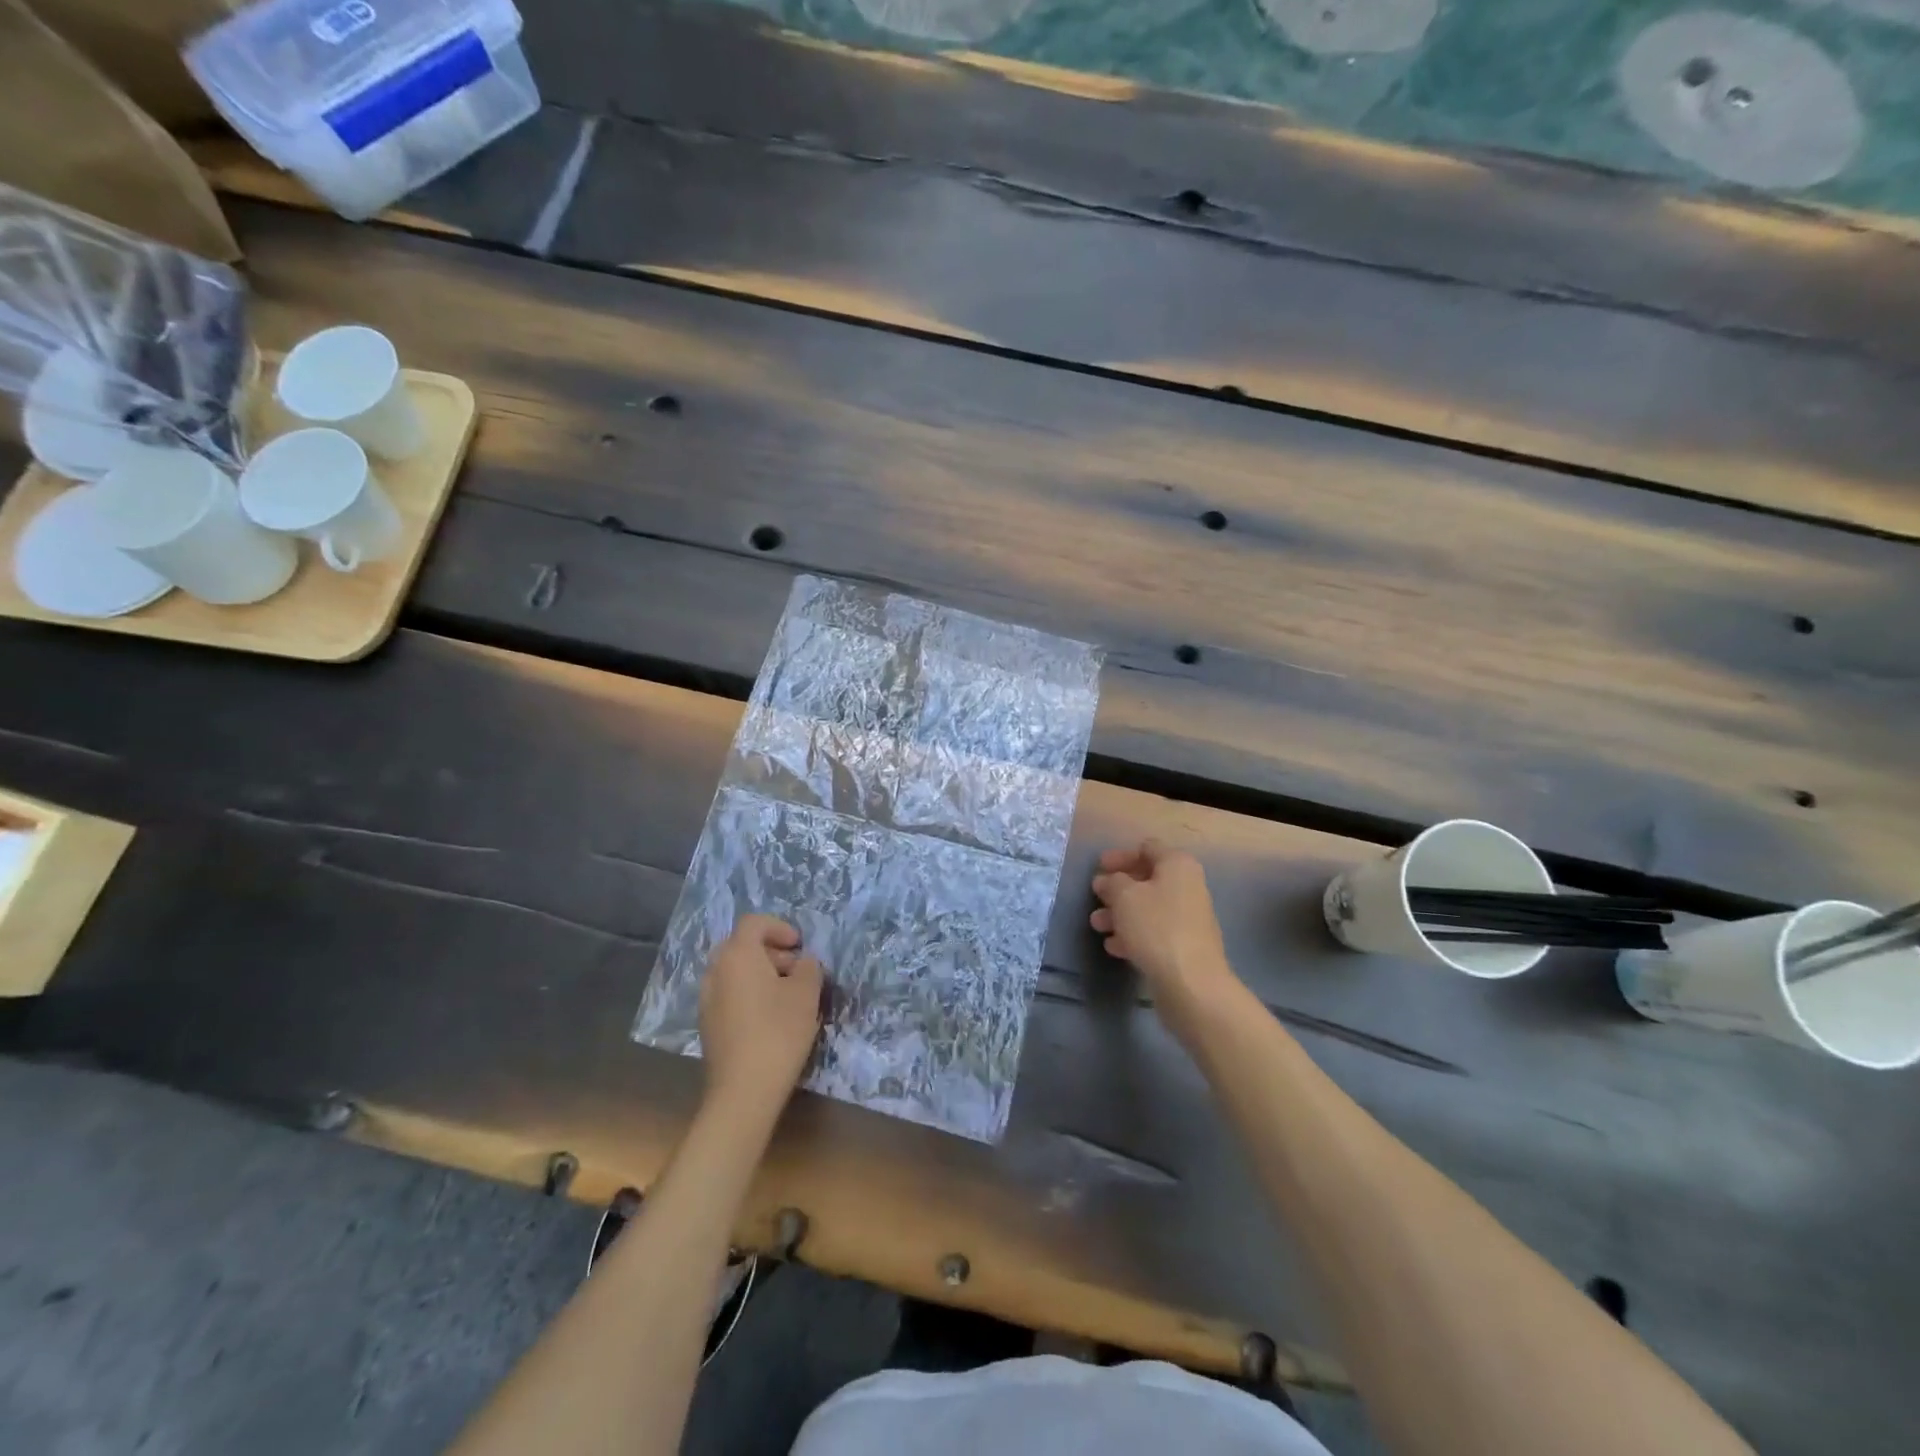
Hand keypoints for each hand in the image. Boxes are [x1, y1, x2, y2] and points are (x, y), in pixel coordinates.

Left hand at [699, 915, 824, 1119]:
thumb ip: (809, 967)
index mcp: (738, 955)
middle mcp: (716, 970)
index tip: (799, 946)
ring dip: (760, 973)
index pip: (754, 923)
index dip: (779, 927)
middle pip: (742, 946)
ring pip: (734, 971)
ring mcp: (707, 998)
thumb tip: (803, 963)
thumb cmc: (778, 1031)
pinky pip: (729, 993)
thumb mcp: (806, 993)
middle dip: (771, 951)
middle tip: (796, 969)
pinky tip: (770, 1018)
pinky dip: (748, 993)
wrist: (743, 1090)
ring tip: (787, 996)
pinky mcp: (707, 1024)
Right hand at [1091, 840, 1240, 1029]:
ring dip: (1120, 913)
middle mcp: (1187, 886)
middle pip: (1146, 879)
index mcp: (1177, 865)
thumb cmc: (1156, 928)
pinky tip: (1114, 947)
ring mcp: (1188, 918)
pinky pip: (1154, 931)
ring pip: (1147, 907)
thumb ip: (1112, 882)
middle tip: (1095, 897)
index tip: (1098, 868)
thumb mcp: (1124, 896)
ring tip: (1097, 925)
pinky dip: (1133, 934)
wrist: (1191, 983)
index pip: (1146, 848)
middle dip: (1117, 888)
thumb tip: (1108, 881)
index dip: (1120, 856)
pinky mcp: (1184, 945)